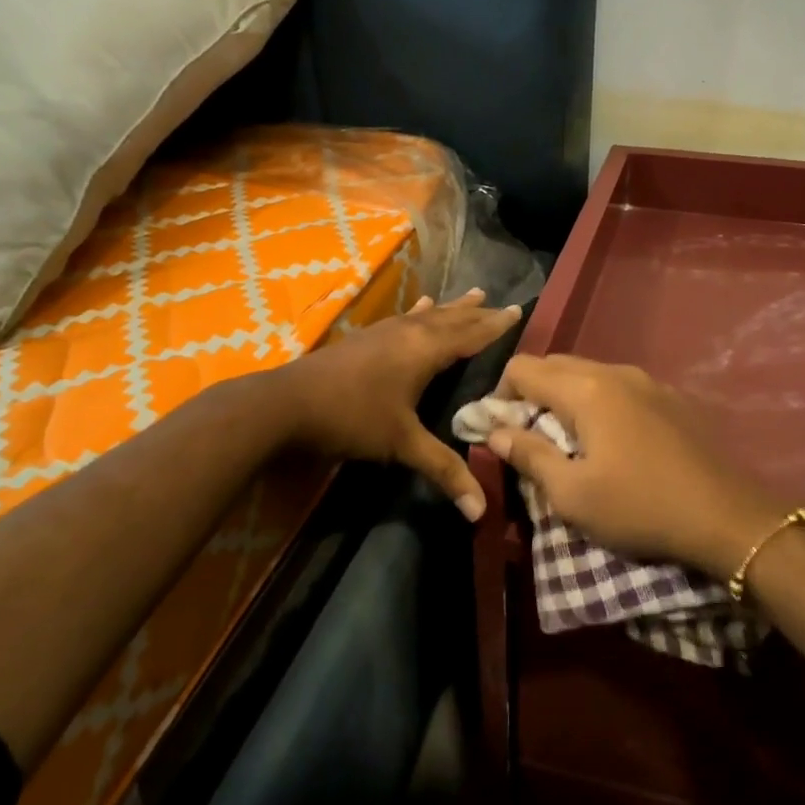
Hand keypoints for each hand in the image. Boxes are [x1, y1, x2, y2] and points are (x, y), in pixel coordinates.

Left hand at [277, 290, 521, 518]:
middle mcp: (408, 333)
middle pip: (451, 319)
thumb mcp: (401, 444)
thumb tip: (480, 511)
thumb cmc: (351, 418)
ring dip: (452, 307)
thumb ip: (442, 470)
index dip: (495, 325)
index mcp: (424, 351)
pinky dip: (419, 311)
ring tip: (473, 293)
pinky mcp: (364, 338)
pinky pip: (404, 317)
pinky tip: (419, 305)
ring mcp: (383, 332)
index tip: (518, 311)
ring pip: (427, 314)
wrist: (286, 404)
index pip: (470, 334)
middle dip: (477, 313)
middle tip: (501, 302)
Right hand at [487, 354, 785, 577]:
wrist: (728, 517)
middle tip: (528, 437)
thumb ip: (529, 456)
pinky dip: (600, 402)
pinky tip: (613, 440)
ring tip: (569, 440)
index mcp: (585, 389)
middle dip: (531, 393)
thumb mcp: (573, 494)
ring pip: (590, 373)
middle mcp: (615, 371)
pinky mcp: (672, 398)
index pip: (523, 368)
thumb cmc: (640, 507)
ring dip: (566, 397)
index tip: (499, 430)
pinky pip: (620, 387)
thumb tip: (497, 431)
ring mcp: (649, 381)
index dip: (499, 395)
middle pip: (555, 365)